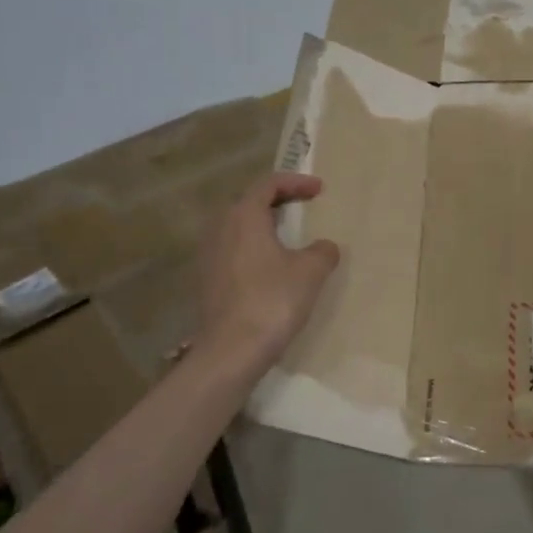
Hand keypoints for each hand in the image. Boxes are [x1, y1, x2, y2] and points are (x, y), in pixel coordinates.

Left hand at [196, 173, 340, 375]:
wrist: (231, 350)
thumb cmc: (272, 300)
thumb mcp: (310, 271)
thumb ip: (322, 251)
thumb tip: (324, 247)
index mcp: (244, 216)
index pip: (268, 184)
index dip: (296, 182)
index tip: (320, 189)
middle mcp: (220, 228)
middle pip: (248, 202)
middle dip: (277, 200)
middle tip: (302, 205)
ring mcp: (209, 255)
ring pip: (238, 227)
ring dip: (263, 225)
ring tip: (288, 235)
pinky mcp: (208, 280)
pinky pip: (233, 250)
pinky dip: (254, 248)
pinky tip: (271, 266)